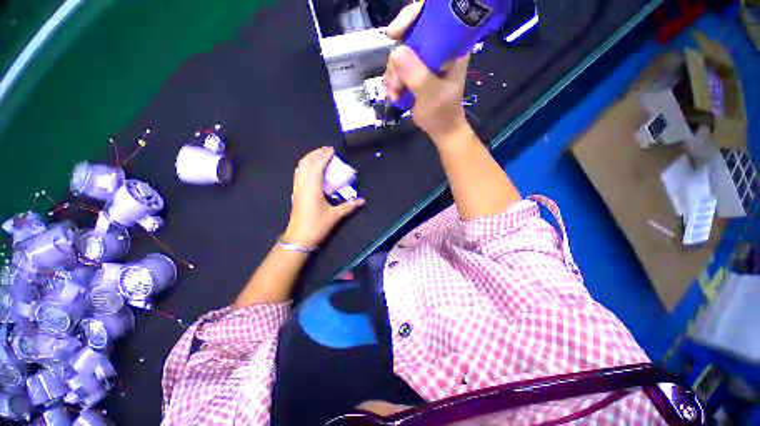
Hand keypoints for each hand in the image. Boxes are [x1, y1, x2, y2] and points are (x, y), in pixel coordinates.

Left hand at [283, 147, 364, 247]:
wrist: (299, 237)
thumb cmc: (317, 225)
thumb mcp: (335, 215)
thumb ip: (349, 206)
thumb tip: (362, 200)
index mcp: (312, 186)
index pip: (317, 165)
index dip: (324, 155)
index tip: (332, 149)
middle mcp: (303, 183)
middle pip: (306, 162)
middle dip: (316, 153)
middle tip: (327, 150)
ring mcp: (297, 187)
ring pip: (300, 167)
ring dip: (309, 158)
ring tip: (319, 156)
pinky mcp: (296, 192)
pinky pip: (299, 173)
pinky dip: (305, 166)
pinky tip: (311, 169)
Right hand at [383, 2, 469, 141]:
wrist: (440, 129)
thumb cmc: (442, 113)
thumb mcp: (431, 95)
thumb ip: (417, 75)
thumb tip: (396, 53)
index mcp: (451, 46)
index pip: (432, 16)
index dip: (411, 18)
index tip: (394, 34)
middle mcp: (437, 48)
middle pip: (408, 36)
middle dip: (397, 59)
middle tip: (395, 82)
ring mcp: (424, 60)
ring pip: (399, 54)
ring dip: (392, 75)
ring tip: (395, 94)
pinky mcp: (414, 71)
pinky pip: (396, 68)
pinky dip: (392, 81)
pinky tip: (394, 95)